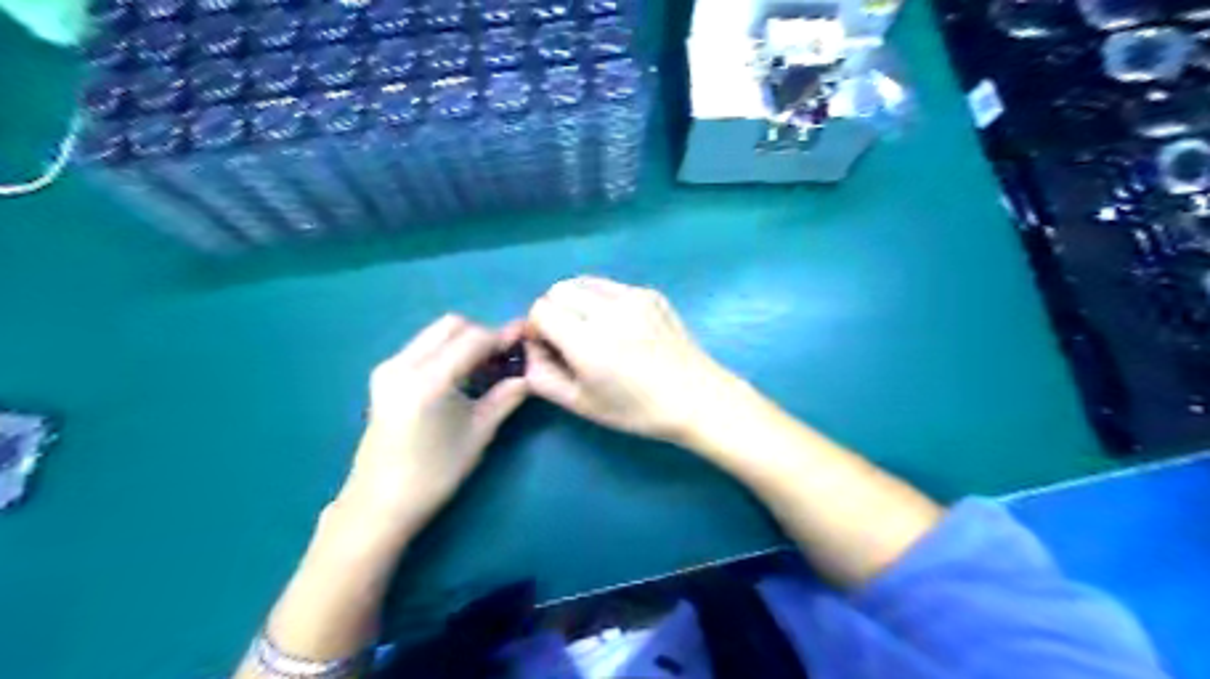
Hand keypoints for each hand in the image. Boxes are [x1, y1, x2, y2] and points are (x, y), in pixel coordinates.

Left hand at [339, 315, 529, 542]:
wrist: (379, 503)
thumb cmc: (434, 474)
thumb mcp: (478, 434)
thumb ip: (505, 398)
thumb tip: (529, 376)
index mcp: (428, 380)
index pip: (474, 338)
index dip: (503, 336)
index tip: (526, 340)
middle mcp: (403, 363)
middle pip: (452, 325)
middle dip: (483, 334)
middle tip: (505, 357)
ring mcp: (389, 367)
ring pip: (437, 333)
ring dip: (465, 341)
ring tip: (488, 366)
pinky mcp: (384, 375)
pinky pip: (423, 346)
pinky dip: (447, 350)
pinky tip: (462, 374)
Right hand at [528, 276, 742, 445]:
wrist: (696, 397)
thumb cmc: (636, 409)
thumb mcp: (581, 404)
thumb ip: (542, 377)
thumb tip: (530, 349)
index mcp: (588, 342)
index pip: (540, 309)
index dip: (536, 328)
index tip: (549, 348)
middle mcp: (608, 310)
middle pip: (558, 289)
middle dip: (553, 311)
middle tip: (567, 338)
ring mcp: (632, 297)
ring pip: (583, 282)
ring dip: (575, 301)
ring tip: (589, 328)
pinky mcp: (650, 293)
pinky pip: (610, 286)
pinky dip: (601, 300)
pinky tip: (618, 326)